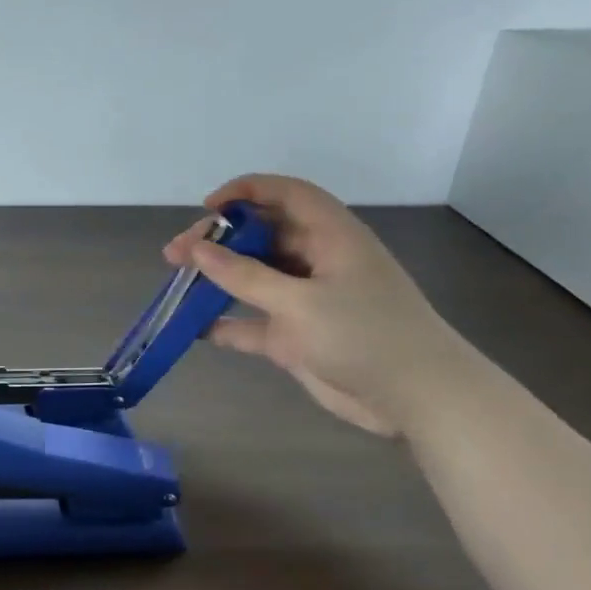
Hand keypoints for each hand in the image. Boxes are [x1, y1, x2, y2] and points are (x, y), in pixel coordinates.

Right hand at [164, 175, 473, 436]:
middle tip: (175, 255)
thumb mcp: (300, 302)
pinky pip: (253, 322)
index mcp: (330, 237)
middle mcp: (316, 261)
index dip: (246, 192)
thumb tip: (198, 249)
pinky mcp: (297, 336)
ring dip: (216, 279)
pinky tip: (195, 328)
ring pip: (252, 278)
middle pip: (260, 236)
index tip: (207, 207)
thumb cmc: (365, 335)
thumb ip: (245, 276)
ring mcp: (305, 300)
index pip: (286, 195)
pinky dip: (226, 322)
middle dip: (218, 241)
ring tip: (176, 283)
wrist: (415, 397)